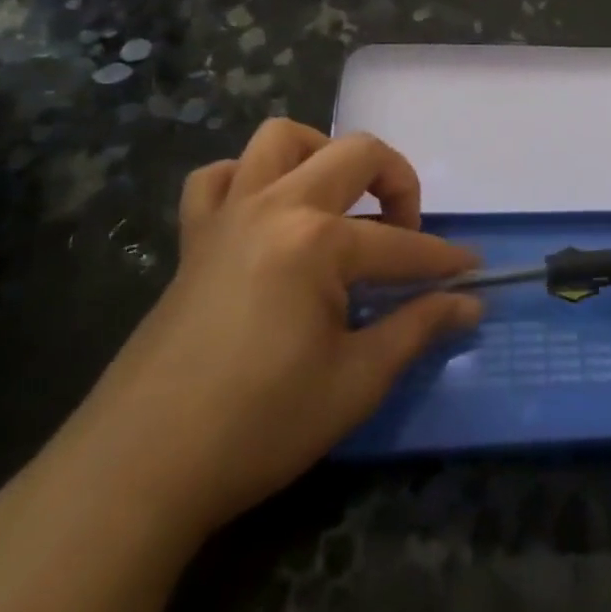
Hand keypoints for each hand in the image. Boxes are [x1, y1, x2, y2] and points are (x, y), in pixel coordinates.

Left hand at [47, 120, 481, 539]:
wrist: (138, 472)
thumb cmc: (258, 427)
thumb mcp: (355, 382)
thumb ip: (417, 329)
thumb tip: (470, 303)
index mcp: (318, 240)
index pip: (403, 245)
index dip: (445, 262)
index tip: (473, 273)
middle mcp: (276, 206)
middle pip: (356, 154)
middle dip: (398, 183)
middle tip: (405, 234)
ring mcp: (229, 215)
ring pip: (281, 140)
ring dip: (322, 156)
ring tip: (338, 204)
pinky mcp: (194, 239)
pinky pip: (218, 178)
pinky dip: (248, 179)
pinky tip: (265, 216)